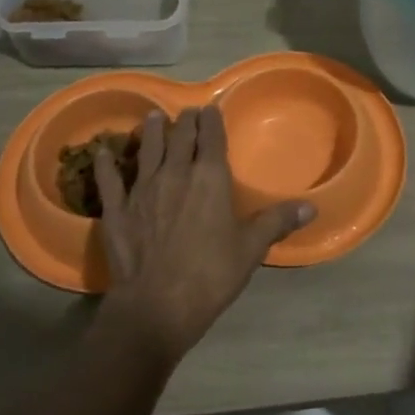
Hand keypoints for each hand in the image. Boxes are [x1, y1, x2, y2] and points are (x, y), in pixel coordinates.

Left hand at [92, 106, 315, 360]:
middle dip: (185, 121)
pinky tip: (103, 151)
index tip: (210, 109)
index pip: (211, 137)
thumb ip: (277, 222)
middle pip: (179, 136)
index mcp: (210, 178)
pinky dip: (106, 163)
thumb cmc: (211, 275)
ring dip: (152, 130)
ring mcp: (142, 188)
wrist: (158, 305)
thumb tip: (311, 207)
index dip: (211, 120)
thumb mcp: (251, 249)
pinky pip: (109, 179)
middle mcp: (175, 173)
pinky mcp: (116, 208)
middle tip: (186, 114)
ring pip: (147, 148)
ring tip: (154, 117)